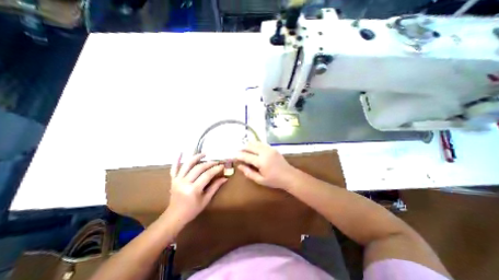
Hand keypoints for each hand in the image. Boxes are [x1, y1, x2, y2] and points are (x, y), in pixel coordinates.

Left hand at [165, 155, 227, 228]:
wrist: (175, 216)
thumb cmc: (192, 210)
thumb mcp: (206, 200)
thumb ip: (215, 187)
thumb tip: (225, 178)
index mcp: (193, 190)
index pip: (207, 175)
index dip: (216, 169)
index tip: (222, 166)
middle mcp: (184, 182)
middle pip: (198, 168)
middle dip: (209, 163)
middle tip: (217, 162)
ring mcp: (177, 180)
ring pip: (188, 165)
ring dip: (196, 157)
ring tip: (205, 153)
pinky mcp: (173, 179)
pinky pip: (174, 168)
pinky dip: (177, 160)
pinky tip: (180, 152)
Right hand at [236, 142, 297, 189]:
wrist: (289, 176)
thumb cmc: (274, 180)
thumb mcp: (260, 180)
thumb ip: (249, 172)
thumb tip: (239, 166)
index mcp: (261, 161)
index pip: (246, 156)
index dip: (239, 155)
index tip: (234, 155)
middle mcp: (265, 152)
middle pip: (250, 146)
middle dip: (243, 148)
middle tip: (238, 152)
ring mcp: (269, 149)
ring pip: (256, 143)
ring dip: (249, 145)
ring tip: (244, 149)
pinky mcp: (272, 148)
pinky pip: (261, 143)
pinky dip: (255, 144)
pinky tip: (253, 148)